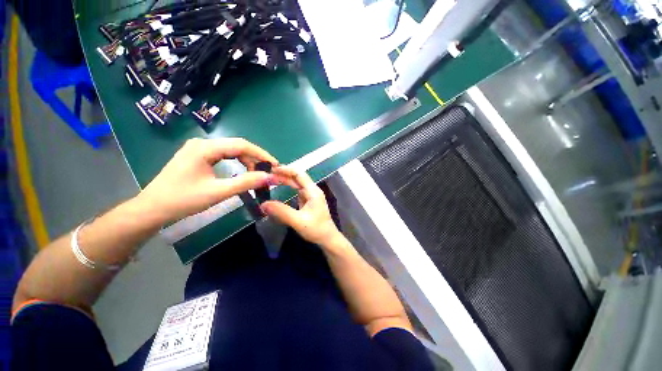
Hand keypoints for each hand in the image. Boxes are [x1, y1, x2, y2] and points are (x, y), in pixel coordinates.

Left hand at [138, 138, 277, 223]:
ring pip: (231, 151)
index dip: (261, 154)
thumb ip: (246, 183)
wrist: (153, 208)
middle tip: (268, 172)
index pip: (241, 145)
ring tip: (257, 174)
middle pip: (237, 146)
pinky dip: (237, 163)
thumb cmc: (183, 200)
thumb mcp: (218, 192)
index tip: (275, 165)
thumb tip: (269, 177)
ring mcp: (199, 149)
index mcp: (205, 148)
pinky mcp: (198, 156)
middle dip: (255, 159)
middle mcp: (202, 143)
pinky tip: (243, 171)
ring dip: (247, 161)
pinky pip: (224, 156)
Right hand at [261, 166, 340, 246]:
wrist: (327, 239)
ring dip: (285, 181)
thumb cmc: (316, 229)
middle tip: (267, 175)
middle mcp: (312, 190)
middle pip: (297, 178)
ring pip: (296, 184)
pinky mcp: (308, 201)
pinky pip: (296, 191)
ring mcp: (310, 196)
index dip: (286, 170)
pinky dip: (287, 188)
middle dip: (283, 175)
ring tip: (270, 180)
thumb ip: (282, 212)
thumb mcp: (298, 221)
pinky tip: (279, 189)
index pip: (299, 174)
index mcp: (313, 191)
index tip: (272, 169)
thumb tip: (263, 204)